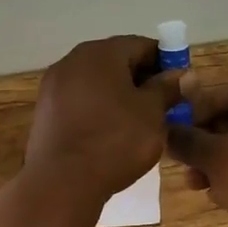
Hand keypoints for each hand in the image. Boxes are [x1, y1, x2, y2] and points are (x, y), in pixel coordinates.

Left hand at [25, 35, 183, 200]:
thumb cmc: (115, 141)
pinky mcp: (44, 110)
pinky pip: (78, 100)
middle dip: (140, 79)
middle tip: (161, 105)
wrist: (62, 181)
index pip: (141, 45)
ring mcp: (53, 85)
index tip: (178, 85)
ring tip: (137, 121)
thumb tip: (183, 74)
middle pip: (115, 61)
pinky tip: (108, 132)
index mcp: (101, 53)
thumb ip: (167, 88)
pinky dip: (97, 108)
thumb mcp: (152, 113)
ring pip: (95, 81)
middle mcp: (72, 60)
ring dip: (118, 94)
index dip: (164, 62)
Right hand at [165, 79, 227, 226]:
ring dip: (214, 163)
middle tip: (183, 162)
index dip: (198, 109)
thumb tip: (165, 130)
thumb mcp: (215, 158)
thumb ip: (187, 141)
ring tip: (196, 185)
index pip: (224, 92)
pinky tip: (220, 197)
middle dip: (203, 142)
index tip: (179, 131)